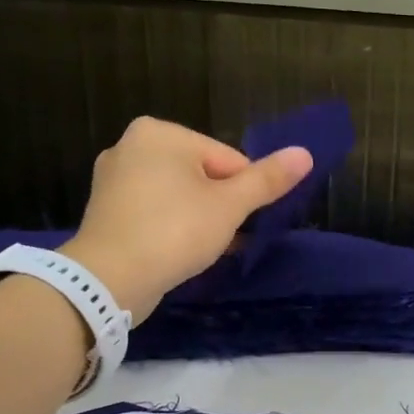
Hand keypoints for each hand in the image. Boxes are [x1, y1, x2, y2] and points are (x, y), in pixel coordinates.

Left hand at [60, 117, 310, 322]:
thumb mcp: (230, 206)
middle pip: (203, 174)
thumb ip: (267, 180)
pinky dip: (173, 227)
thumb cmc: (175, 231)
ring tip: (205, 249)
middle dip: (221, 206)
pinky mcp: (108, 210)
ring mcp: (114, 179)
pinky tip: (183, 252)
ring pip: (179, 195)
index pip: (228, 158)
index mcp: (161, 133)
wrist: (109, 279)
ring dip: (200, 219)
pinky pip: (155, 211)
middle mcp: (132, 145)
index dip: (244, 193)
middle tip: (224, 238)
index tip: (242, 223)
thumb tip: (305, 154)